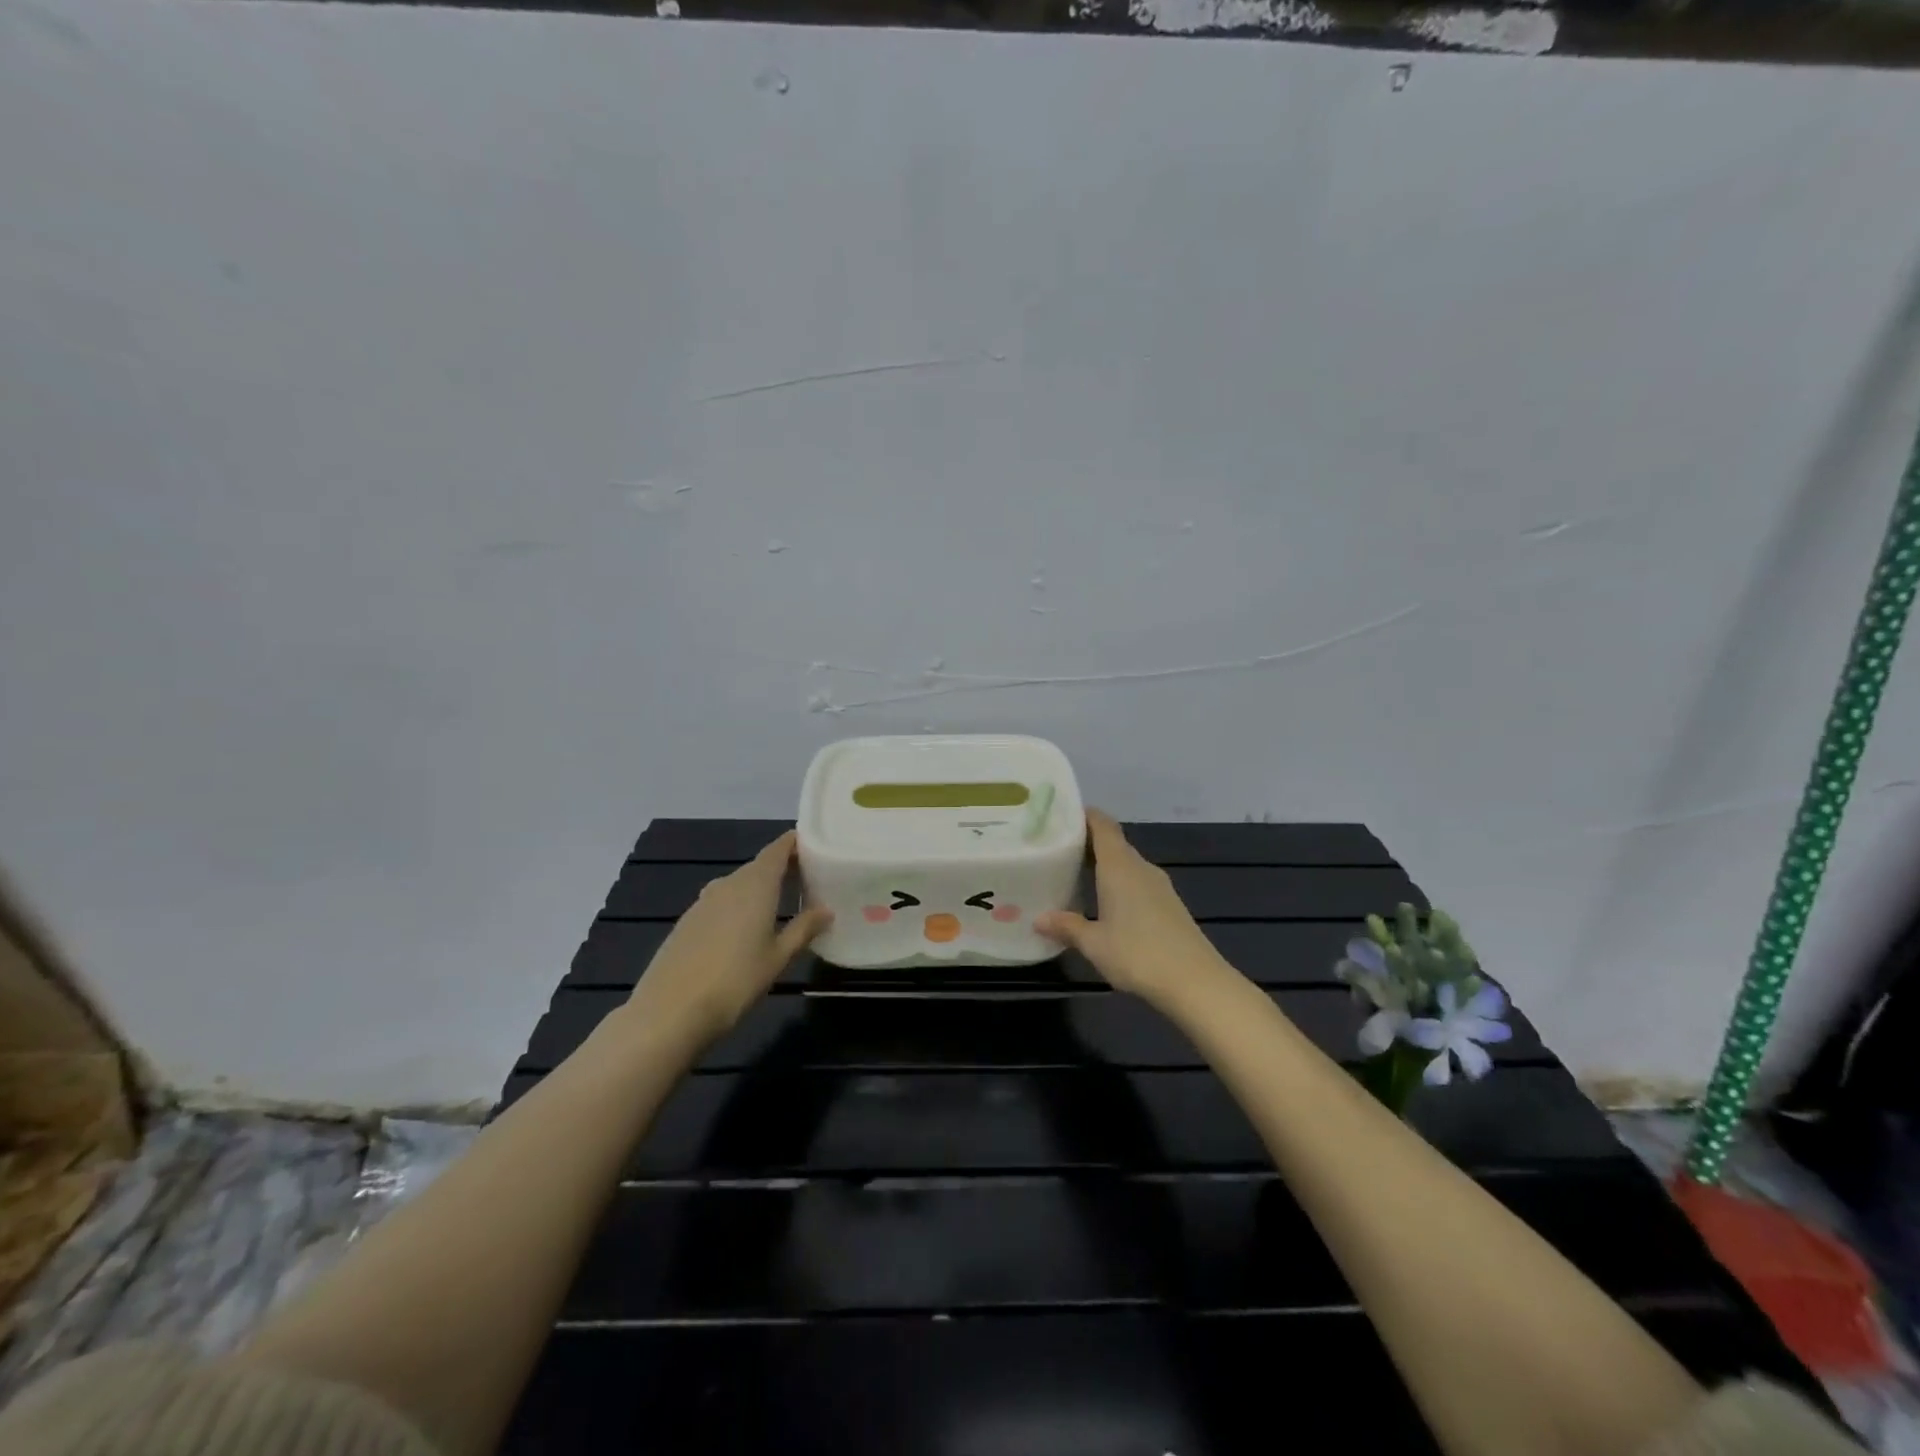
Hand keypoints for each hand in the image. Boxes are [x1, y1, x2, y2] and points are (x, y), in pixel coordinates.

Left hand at [622, 832, 830, 1047]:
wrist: (669, 1012)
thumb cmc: (735, 981)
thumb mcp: (778, 957)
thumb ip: (804, 929)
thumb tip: (827, 910)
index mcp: (756, 884)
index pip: (778, 849)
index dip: (796, 843)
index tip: (816, 846)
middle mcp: (729, 883)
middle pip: (759, 865)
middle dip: (782, 868)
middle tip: (808, 880)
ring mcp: (703, 901)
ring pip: (739, 884)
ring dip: (759, 888)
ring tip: (781, 905)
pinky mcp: (687, 921)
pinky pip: (721, 902)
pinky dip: (738, 905)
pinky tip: (745, 930)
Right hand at [1035, 809, 1239, 1009]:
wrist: (1195, 982)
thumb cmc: (1138, 954)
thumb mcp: (1094, 944)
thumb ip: (1067, 927)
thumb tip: (1039, 918)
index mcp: (1119, 866)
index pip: (1103, 825)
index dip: (1084, 816)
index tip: (1061, 816)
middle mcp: (1140, 868)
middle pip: (1114, 843)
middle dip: (1088, 843)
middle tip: (1058, 850)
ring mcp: (1159, 886)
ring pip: (1127, 864)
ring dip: (1105, 865)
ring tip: (1077, 875)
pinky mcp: (1170, 905)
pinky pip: (1138, 882)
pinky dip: (1120, 884)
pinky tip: (1107, 904)